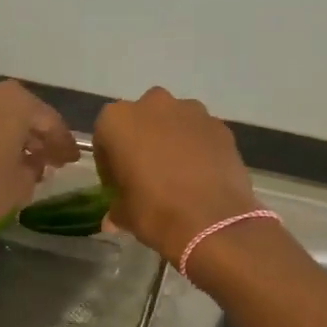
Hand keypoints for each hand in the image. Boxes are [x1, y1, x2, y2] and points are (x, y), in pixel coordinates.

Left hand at [0, 78, 78, 242]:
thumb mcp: (19, 186)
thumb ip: (33, 171)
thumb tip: (31, 164)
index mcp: (14, 99)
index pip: (50, 121)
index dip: (64, 144)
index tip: (71, 161)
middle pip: (20, 114)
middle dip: (34, 137)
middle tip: (47, 161)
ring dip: (7, 137)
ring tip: (16, 163)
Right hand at [92, 88, 258, 265]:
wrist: (211, 221)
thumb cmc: (154, 211)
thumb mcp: (124, 214)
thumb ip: (117, 207)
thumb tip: (113, 218)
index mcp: (118, 120)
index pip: (106, 138)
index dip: (110, 164)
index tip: (118, 185)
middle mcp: (153, 104)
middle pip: (143, 120)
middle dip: (144, 141)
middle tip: (148, 174)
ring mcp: (191, 111)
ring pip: (175, 122)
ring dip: (173, 140)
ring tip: (179, 174)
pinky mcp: (220, 125)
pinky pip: (202, 134)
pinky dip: (200, 148)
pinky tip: (203, 175)